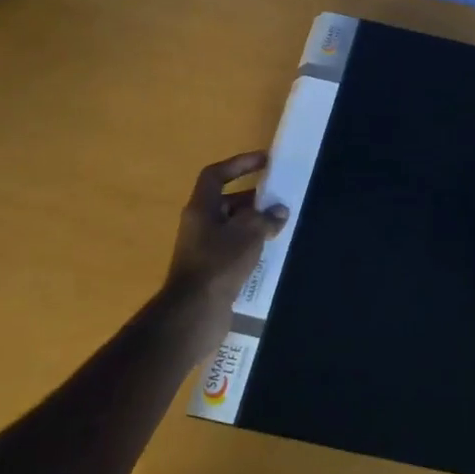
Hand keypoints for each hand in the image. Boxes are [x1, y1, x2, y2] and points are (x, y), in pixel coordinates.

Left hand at [165, 152, 287, 331]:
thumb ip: (266, 217)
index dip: (239, 164)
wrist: (195, 312)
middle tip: (277, 199)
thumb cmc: (219, 263)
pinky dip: (250, 245)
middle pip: (226, 201)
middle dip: (252, 198)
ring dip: (253, 223)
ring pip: (231, 226)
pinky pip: (232, 248)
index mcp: (201, 208)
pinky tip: (268, 251)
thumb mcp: (249, 233)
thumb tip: (279, 211)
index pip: (216, 175)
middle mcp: (198, 224)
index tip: (264, 161)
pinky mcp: (210, 270)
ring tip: (279, 225)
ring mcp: (202, 248)